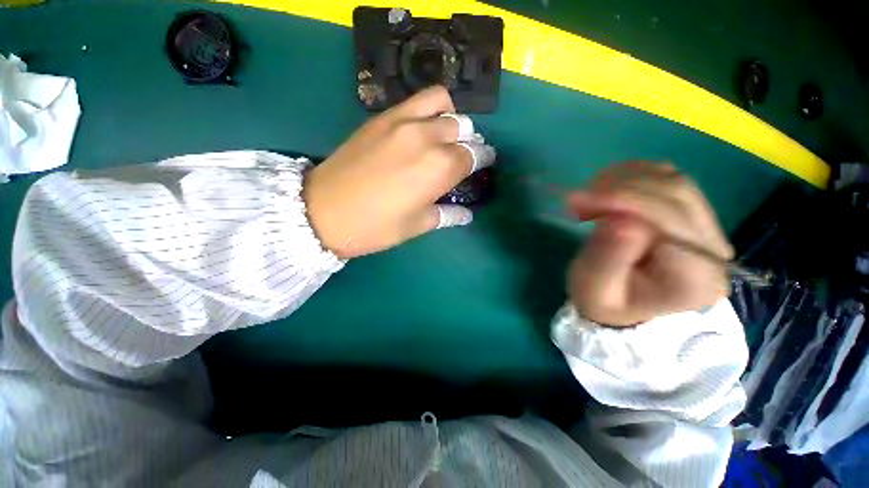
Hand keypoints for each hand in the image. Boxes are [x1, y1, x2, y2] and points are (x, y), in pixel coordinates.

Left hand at [303, 86, 494, 257]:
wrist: (323, 211)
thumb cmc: (376, 226)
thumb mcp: (417, 226)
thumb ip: (447, 214)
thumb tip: (466, 213)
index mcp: (440, 168)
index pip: (473, 156)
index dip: (481, 159)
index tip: (483, 163)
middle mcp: (428, 138)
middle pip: (462, 129)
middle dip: (468, 142)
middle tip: (461, 155)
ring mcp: (403, 122)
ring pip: (443, 104)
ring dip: (452, 119)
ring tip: (445, 135)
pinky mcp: (382, 117)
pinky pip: (416, 101)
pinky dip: (430, 108)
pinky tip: (424, 126)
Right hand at [567, 162, 732, 326]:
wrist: (622, 305)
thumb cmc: (604, 301)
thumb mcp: (595, 289)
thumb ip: (609, 260)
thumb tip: (622, 221)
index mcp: (696, 278)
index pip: (671, 220)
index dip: (625, 200)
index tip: (578, 200)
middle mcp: (714, 249)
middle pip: (676, 194)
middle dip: (620, 188)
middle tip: (577, 201)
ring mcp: (708, 228)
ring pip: (673, 180)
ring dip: (624, 181)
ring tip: (589, 199)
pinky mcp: (693, 214)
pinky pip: (668, 178)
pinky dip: (633, 176)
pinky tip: (607, 191)